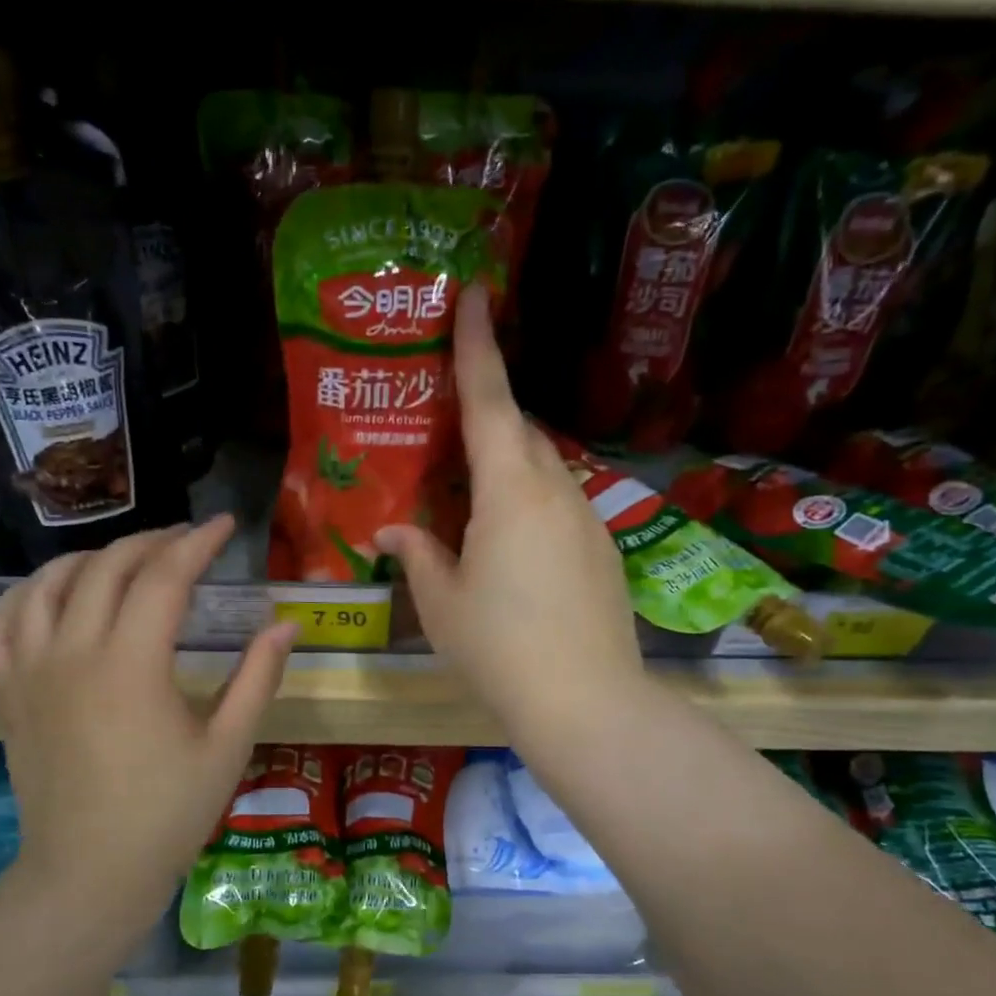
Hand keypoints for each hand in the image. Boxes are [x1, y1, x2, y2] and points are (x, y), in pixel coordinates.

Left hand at [0, 516, 297, 932]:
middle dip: (153, 541)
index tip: (227, 525)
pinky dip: (30, 592)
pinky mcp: (7, 692)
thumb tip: (288, 624)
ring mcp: (31, 670)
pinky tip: (56, 591)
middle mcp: (73, 653)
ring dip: (93, 557)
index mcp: (132, 665)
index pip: (165, 577)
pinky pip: (4, 621)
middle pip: (109, 567)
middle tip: (188, 540)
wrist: (87, 874)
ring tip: (128, 560)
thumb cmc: (167, 814)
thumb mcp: (228, 746)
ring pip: (50, 582)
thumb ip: (258, 677)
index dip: (199, 543)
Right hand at [377, 283, 643, 744]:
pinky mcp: (604, 550)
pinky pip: (561, 505)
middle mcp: (556, 490)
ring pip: (543, 471)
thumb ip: (418, 555)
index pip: (489, 401)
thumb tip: (392, 530)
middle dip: (487, 417)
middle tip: (449, 427)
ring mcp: (588, 519)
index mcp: (509, 491)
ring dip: (508, 468)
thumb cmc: (499, 648)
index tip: (478, 293)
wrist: (586, 702)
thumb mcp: (442, 603)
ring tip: (473, 500)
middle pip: (519, 433)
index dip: (478, 346)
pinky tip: (513, 548)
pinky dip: (531, 505)